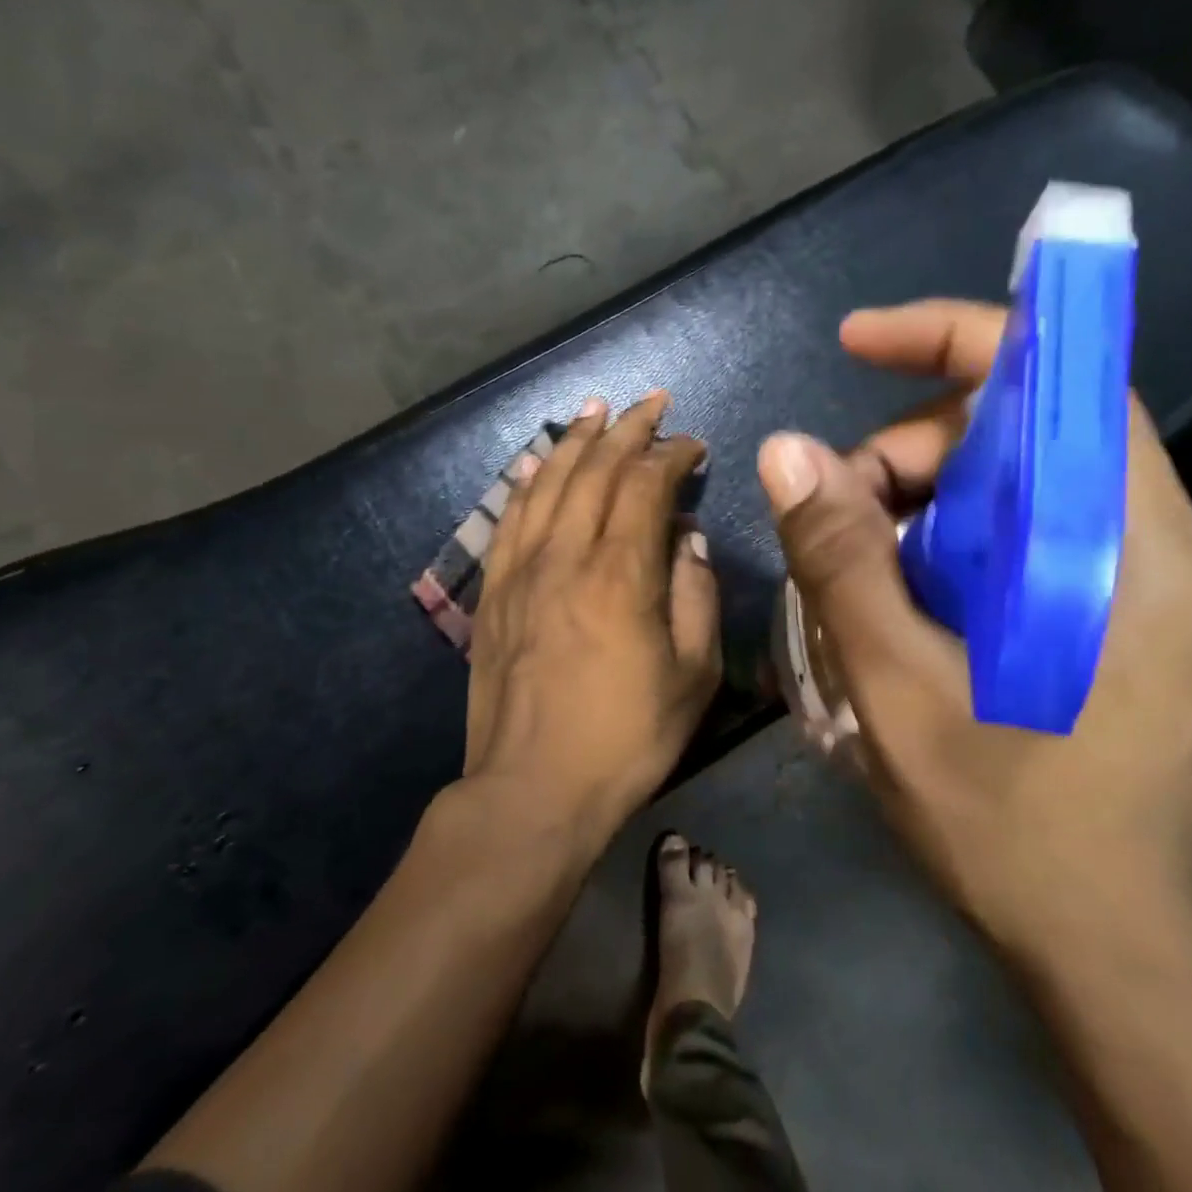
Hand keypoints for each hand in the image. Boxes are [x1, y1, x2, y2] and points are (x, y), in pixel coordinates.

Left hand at [465, 392, 720, 838]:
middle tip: (651, 402)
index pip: (645, 486)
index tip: (693, 445)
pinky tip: (540, 461)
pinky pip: (511, 518)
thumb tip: (686, 539)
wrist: (533, 788)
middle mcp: (566, 557)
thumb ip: (696, 595)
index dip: (671, 455)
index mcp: (621, 575)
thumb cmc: (626, 737)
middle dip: (627, 429)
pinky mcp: (494, 592)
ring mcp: (522, 571)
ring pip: (549, 483)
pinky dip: (529, 480)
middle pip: (596, 471)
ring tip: (596, 409)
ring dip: (577, 440)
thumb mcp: (693, 675)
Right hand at [758, 301, 1191, 962]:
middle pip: (1024, 434)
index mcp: (1133, 552)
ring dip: (926, 504)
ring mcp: (1153, 581)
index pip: (1061, 383)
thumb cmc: (1006, 826)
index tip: (859, 343)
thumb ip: (843, 561)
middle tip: (837, 524)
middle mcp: (1163, 545)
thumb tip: (787, 450)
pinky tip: (911, 599)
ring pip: (1019, 482)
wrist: (1102, 943)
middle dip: (915, 454)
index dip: (957, 340)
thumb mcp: (897, 689)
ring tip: (865, 578)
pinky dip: (956, 541)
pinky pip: (1029, 530)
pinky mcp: (1131, 613)